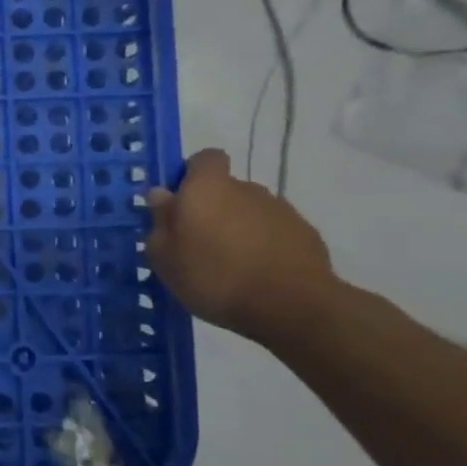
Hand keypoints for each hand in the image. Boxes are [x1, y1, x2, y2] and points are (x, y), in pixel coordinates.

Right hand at [145, 149, 335, 344]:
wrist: (292, 306)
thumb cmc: (214, 276)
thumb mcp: (165, 256)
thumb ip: (160, 221)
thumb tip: (162, 195)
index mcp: (208, 187)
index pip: (205, 158)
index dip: (192, 174)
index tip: (180, 201)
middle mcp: (246, 188)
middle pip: (226, 189)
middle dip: (213, 209)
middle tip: (198, 243)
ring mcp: (280, 210)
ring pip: (250, 212)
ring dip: (239, 228)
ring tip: (230, 265)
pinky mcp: (306, 234)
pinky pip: (274, 233)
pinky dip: (264, 246)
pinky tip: (257, 275)